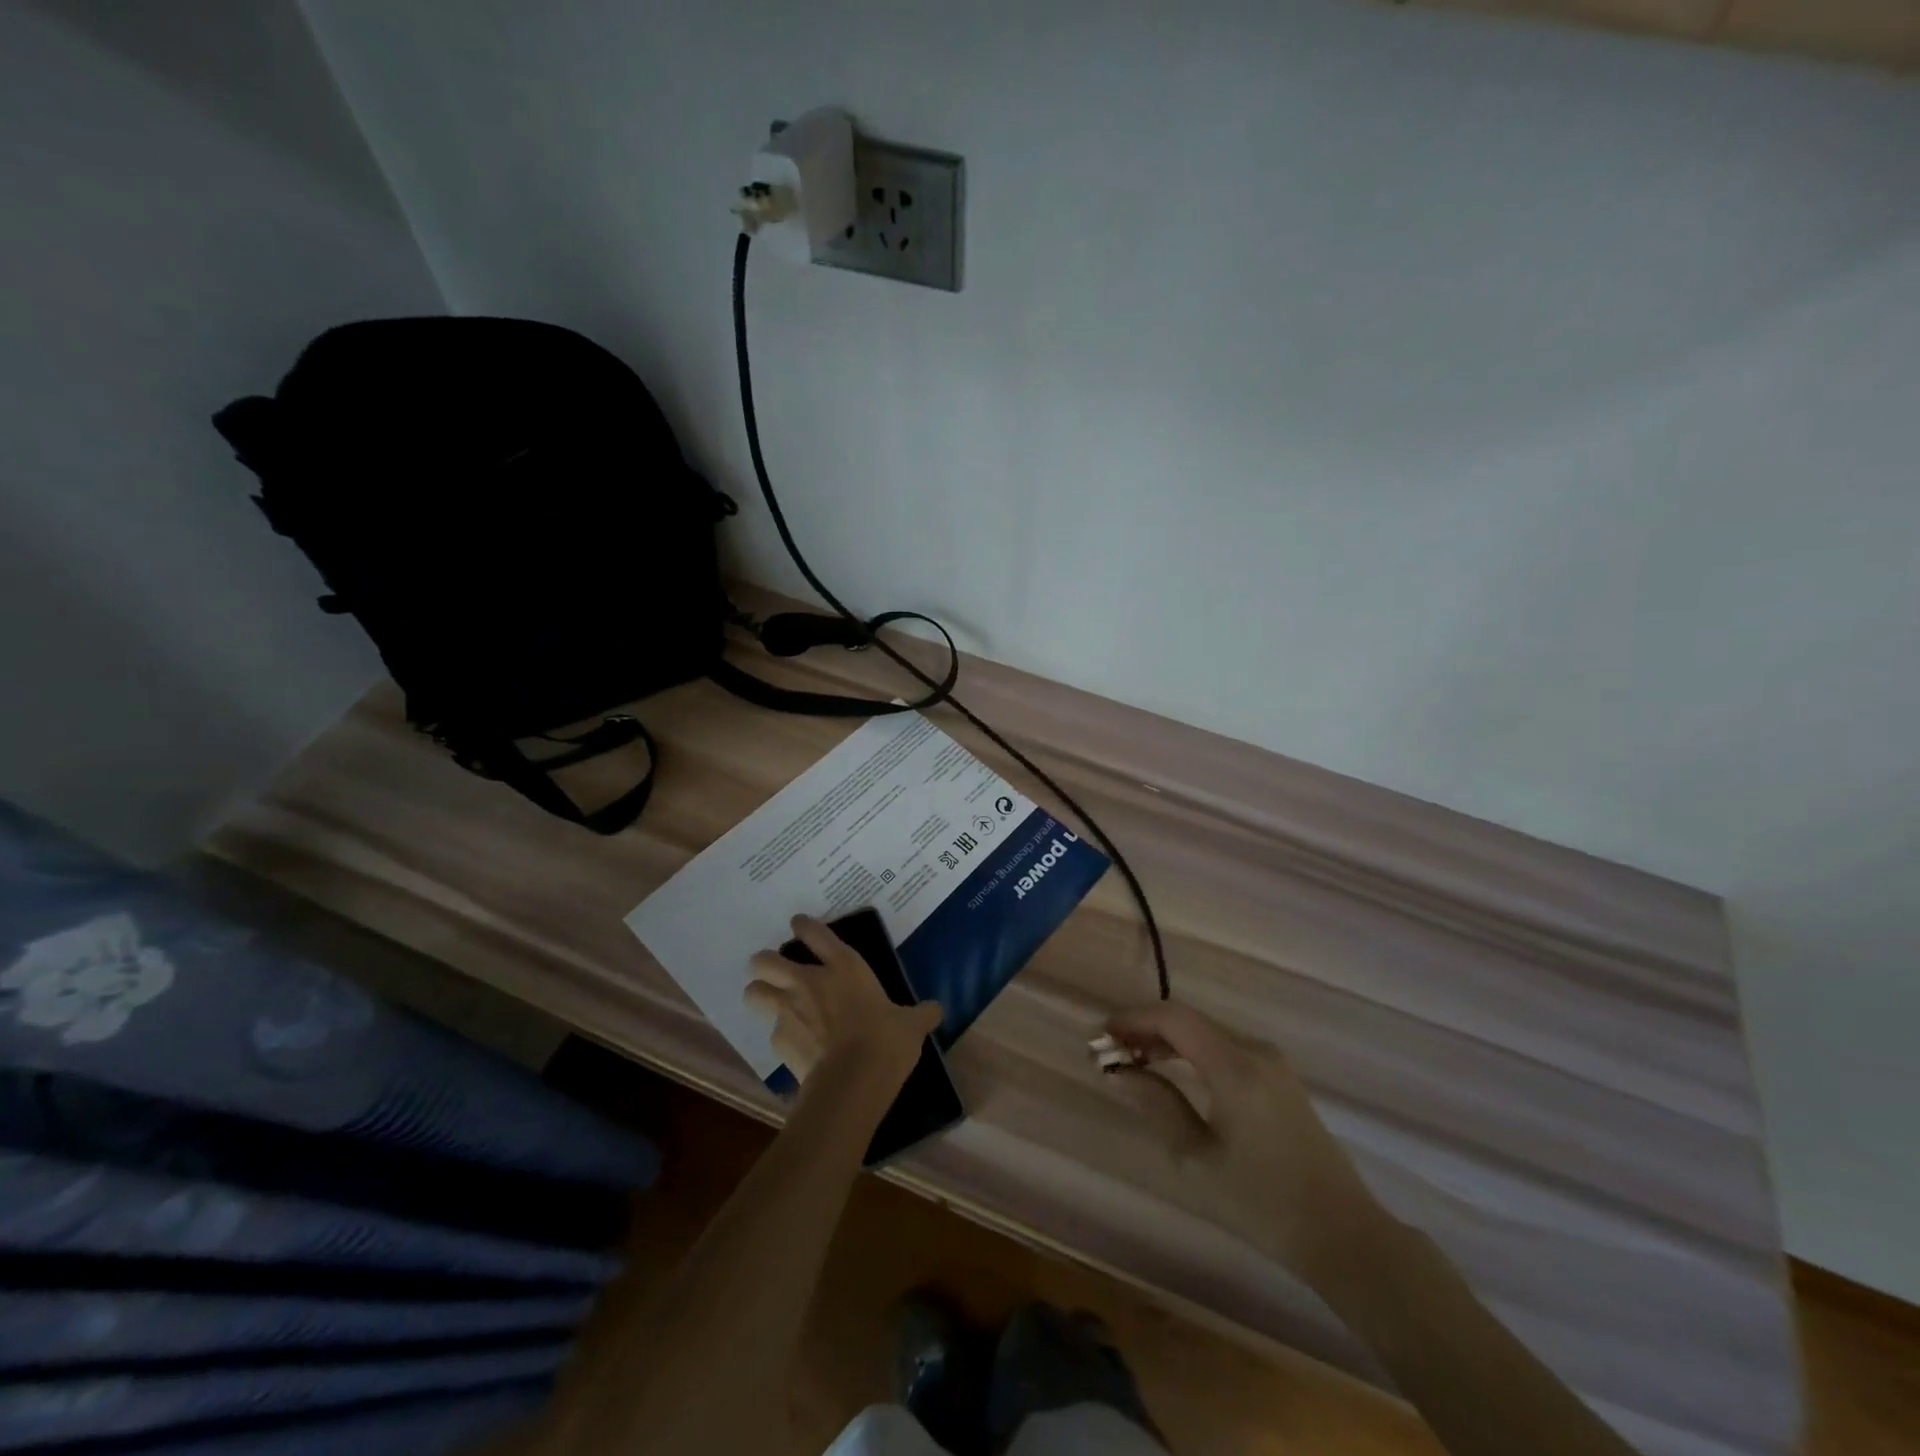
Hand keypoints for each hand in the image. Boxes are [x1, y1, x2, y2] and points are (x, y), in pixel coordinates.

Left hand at [745, 916, 942, 1091]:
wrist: (852, 1082)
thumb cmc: (885, 1041)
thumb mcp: (912, 1025)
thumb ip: (921, 1014)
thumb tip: (937, 1010)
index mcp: (844, 967)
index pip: (814, 932)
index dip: (803, 925)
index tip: (798, 924)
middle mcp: (808, 982)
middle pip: (766, 960)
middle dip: (765, 962)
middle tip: (775, 970)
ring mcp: (788, 1011)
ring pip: (754, 992)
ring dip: (759, 993)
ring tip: (771, 1002)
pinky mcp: (778, 1042)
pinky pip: (771, 1031)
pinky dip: (780, 1035)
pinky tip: (795, 1045)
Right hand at [1105, 1000, 1383, 1278]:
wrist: (1344, 1237)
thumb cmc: (1263, 1203)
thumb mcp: (1197, 1158)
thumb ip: (1155, 1104)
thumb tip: (1116, 1071)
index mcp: (1235, 1067)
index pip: (1173, 1018)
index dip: (1132, 1019)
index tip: (1100, 1037)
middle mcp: (1255, 1051)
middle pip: (1189, 1021)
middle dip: (1145, 1030)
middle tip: (1111, 1054)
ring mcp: (1273, 1062)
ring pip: (1207, 1033)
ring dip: (1167, 1041)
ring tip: (1134, 1064)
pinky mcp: (1281, 1078)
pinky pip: (1225, 1048)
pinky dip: (1192, 1053)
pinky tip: (1174, 1074)